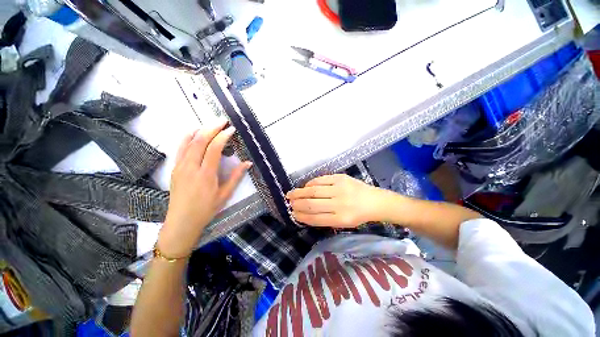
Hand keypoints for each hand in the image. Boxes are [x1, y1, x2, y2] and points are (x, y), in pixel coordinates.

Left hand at [158, 121, 250, 257]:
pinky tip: (193, 132)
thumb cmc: (206, 209)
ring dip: (200, 130)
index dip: (223, 136)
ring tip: (211, 124)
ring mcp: (180, 167)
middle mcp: (191, 167)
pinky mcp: (175, 168)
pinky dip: (187, 137)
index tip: (231, 129)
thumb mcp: (225, 195)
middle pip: (200, 141)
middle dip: (212, 128)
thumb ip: (236, 177)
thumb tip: (247, 163)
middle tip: (222, 120)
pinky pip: (180, 148)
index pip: (214, 149)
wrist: (182, 221)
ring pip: (189, 142)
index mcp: (206, 175)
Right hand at [286, 174, 388, 227]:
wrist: (375, 201)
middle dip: (297, 203)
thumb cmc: (358, 215)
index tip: (293, 213)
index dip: (301, 216)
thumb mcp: (343, 223)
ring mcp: (340, 189)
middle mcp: (340, 204)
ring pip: (314, 190)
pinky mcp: (341, 178)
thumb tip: (304, 213)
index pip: (315, 217)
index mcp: (341, 219)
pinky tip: (305, 186)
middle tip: (289, 202)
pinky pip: (321, 179)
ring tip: (291, 194)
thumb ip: (324, 218)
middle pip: (312, 203)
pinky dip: (310, 183)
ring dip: (300, 192)